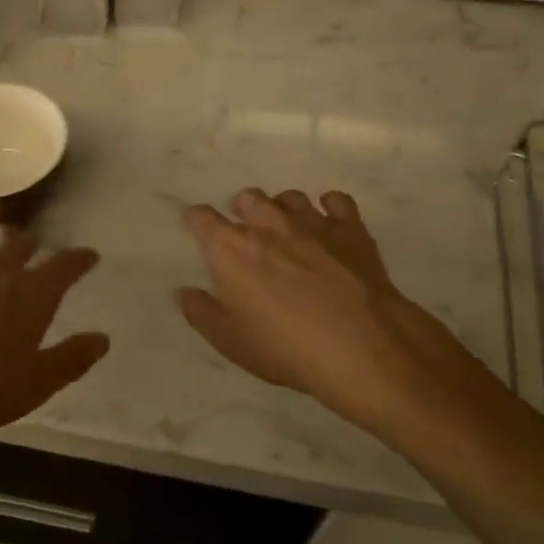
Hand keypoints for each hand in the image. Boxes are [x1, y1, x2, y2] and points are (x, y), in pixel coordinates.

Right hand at [177, 189, 474, 438]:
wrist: (360, 344)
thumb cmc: (285, 347)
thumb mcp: (231, 341)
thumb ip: (202, 313)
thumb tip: (184, 292)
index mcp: (231, 247)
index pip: (201, 217)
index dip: (195, 221)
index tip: (197, 229)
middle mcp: (268, 223)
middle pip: (247, 198)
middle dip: (242, 210)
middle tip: (246, 232)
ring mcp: (311, 221)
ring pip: (289, 197)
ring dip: (283, 209)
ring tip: (287, 229)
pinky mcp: (350, 227)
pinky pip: (336, 201)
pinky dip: (329, 207)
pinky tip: (330, 224)